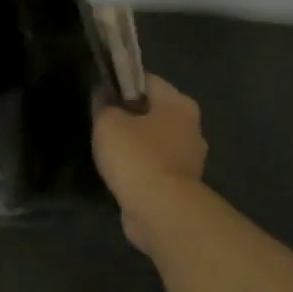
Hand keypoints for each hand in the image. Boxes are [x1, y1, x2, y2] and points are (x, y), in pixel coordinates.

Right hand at [93, 75, 207, 250]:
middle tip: (103, 125)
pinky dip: (141, 169)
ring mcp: (190, 159)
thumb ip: (104, 104)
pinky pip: (157, 168)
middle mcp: (192, 128)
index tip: (101, 95)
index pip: (147, 81)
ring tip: (109, 153)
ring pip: (156, 142)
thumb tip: (103, 94)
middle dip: (130, 116)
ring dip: (136, 145)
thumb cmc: (136, 156)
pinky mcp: (183, 186)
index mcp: (179, 104)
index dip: (121, 84)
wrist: (160, 210)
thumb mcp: (108, 122)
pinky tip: (122, 175)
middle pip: (154, 112)